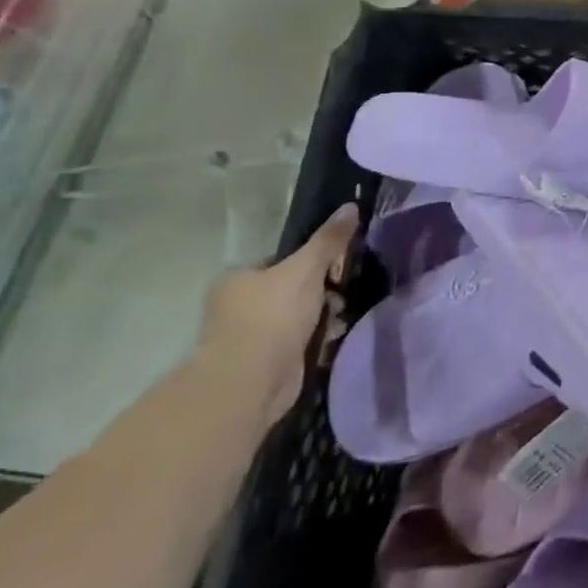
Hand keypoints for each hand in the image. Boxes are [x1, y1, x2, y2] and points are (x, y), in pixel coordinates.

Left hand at [198, 203, 358, 423]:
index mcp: (237, 279)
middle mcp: (237, 305)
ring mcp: (250, 335)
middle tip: (343, 292)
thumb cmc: (272, 316)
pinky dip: (317, 338)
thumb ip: (329, 240)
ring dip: (323, 315)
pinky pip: (299, 340)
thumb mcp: (306, 269)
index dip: (312, 261)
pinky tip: (333, 336)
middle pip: (293, 288)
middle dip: (322, 291)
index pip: (281, 261)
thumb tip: (350, 206)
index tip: (337, 267)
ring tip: (342, 316)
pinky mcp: (265, 361)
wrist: (251, 381)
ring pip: (299, 315)